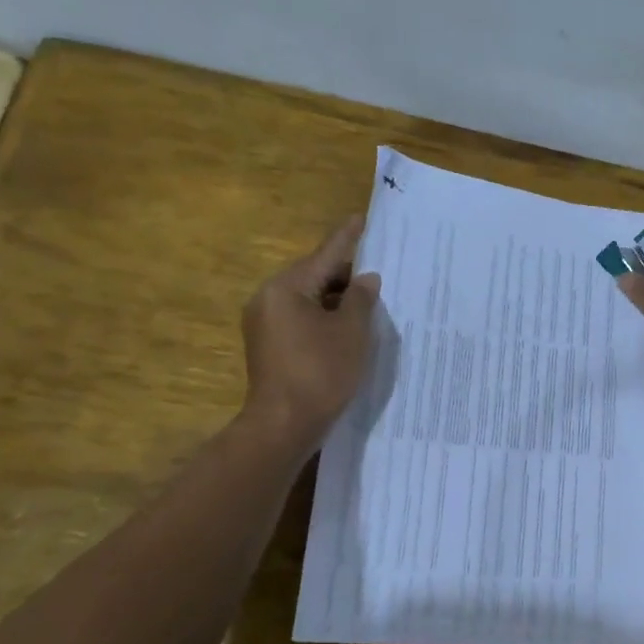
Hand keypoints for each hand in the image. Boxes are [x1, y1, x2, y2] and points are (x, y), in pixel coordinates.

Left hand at [238, 217, 380, 444]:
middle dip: (345, 274)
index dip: (348, 238)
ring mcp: (265, 324)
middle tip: (378, 270)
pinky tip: (347, 327)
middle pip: (313, 276)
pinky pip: (301, 320)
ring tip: (369, 301)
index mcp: (286, 288)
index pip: (324, 255)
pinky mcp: (269, 347)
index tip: (362, 218)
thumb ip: (360, 299)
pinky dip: (324, 318)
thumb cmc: (321, 373)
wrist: (284, 425)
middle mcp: (268, 299)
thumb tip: (366, 278)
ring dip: (336, 299)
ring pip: (308, 300)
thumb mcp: (351, 332)